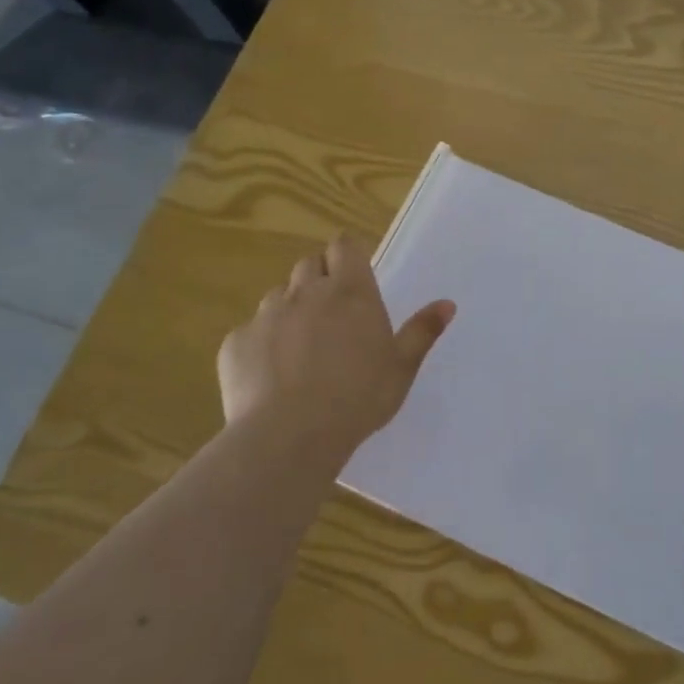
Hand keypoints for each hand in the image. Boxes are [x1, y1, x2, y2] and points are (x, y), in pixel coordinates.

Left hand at [217, 235, 454, 459]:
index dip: (347, 255)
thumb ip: (422, 331)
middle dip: (319, 279)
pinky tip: (272, 376)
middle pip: (309, 265)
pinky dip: (262, 344)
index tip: (354, 274)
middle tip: (333, 315)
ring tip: (301, 349)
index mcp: (351, 292)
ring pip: (279, 296)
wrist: (289, 436)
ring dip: (291, 310)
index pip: (344, 246)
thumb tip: (446, 304)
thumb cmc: (358, 398)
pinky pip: (251, 332)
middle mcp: (306, 293)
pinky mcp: (236, 342)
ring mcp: (266, 315)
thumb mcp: (401, 368)